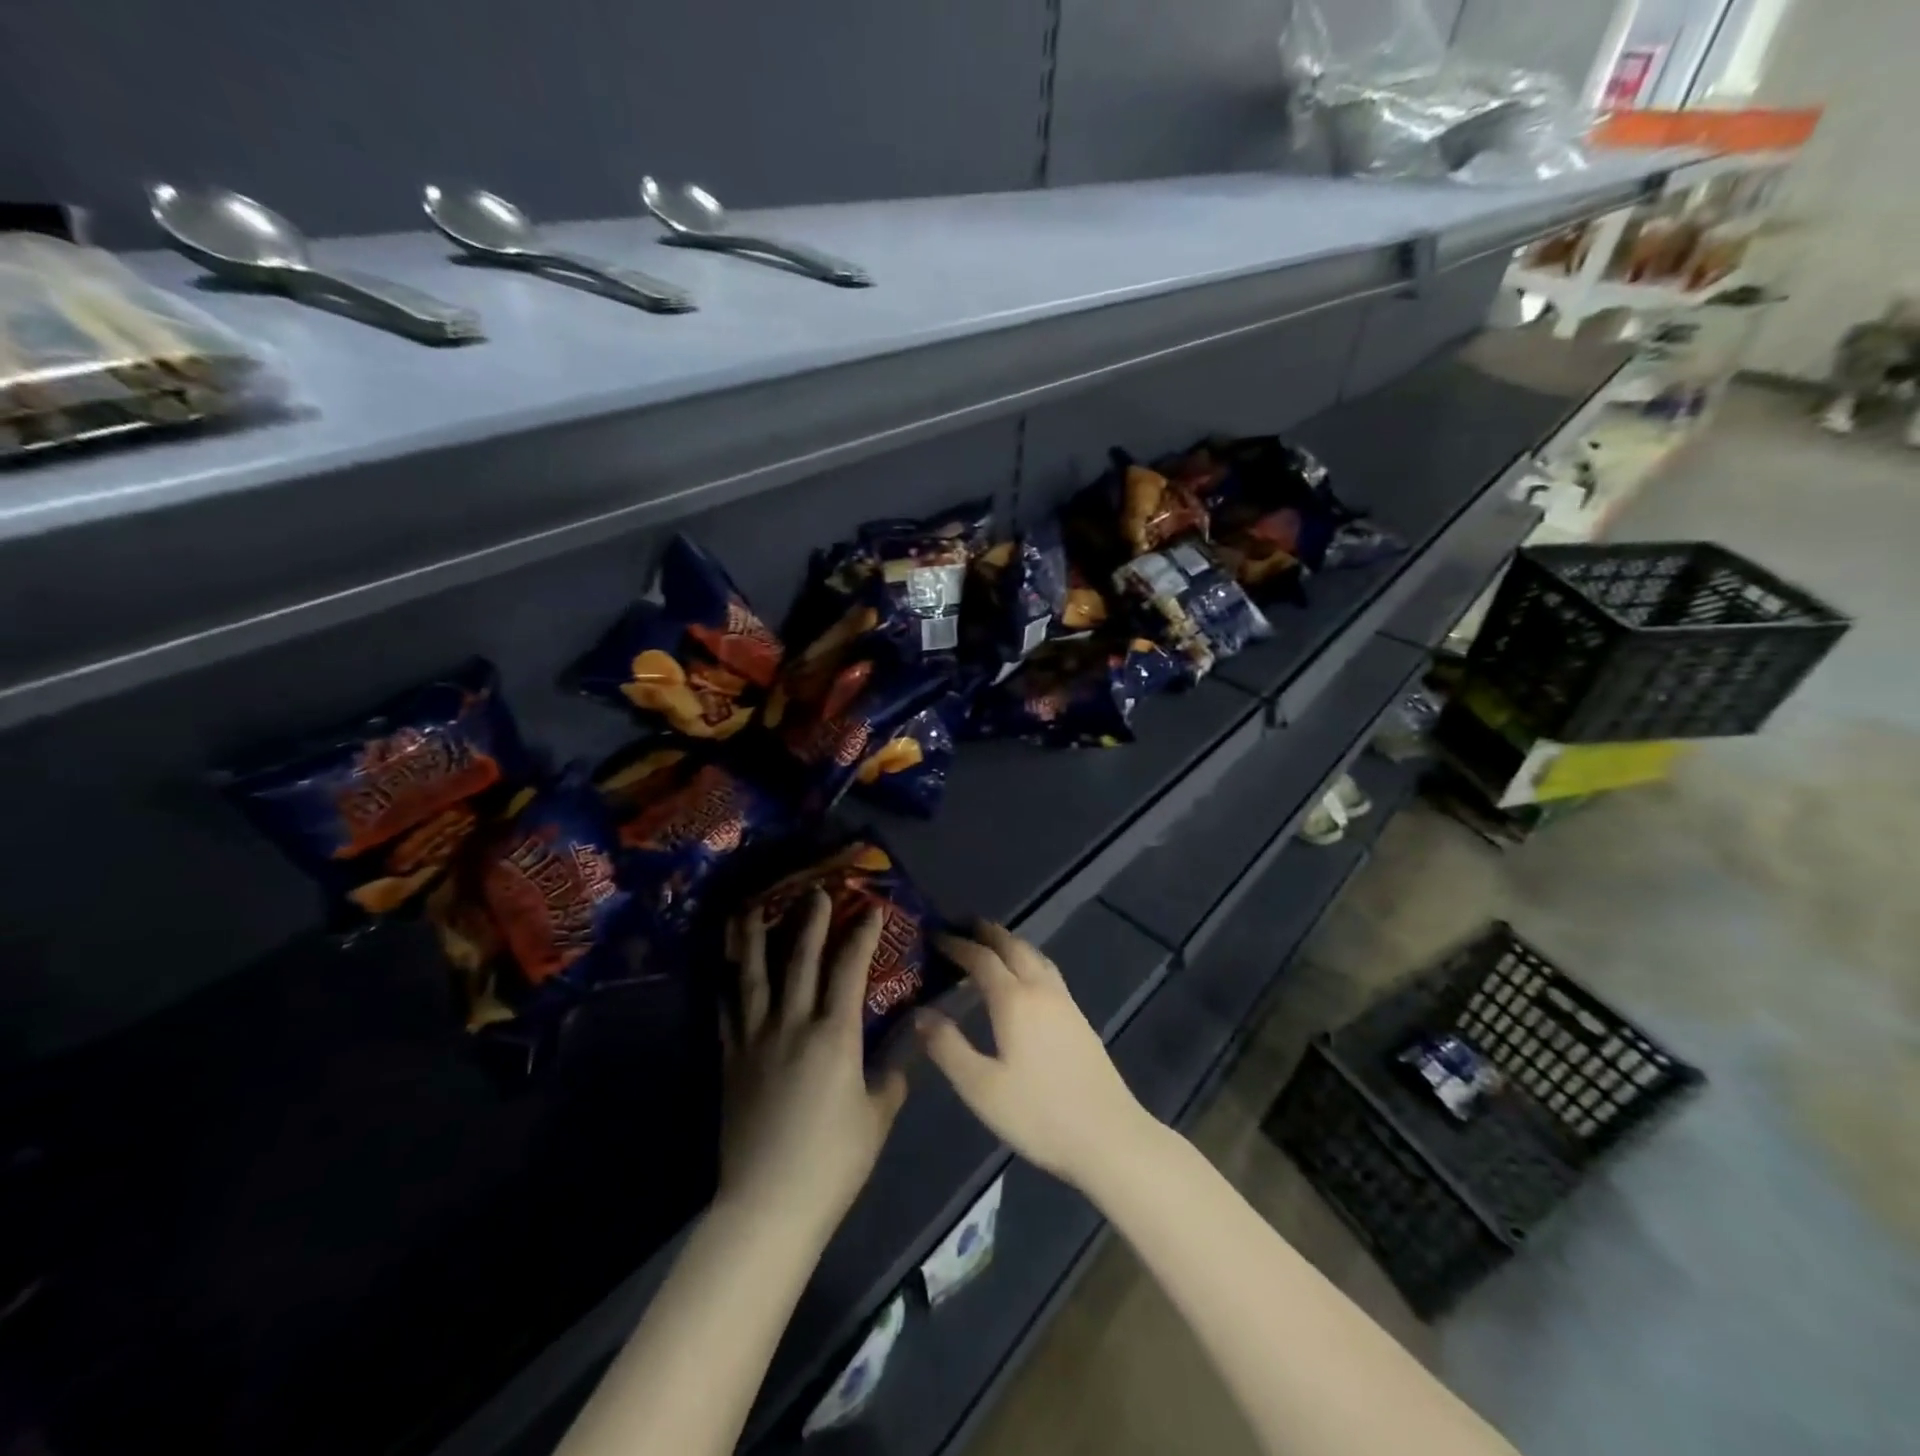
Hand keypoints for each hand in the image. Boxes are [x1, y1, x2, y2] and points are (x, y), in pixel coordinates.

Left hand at [718, 891, 908, 1240]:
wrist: (768, 1204)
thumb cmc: (833, 1161)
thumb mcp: (877, 1116)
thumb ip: (891, 1076)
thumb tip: (900, 1049)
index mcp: (835, 1035)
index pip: (850, 970)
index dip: (862, 936)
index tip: (870, 910)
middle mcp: (793, 1024)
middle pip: (800, 960)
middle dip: (810, 921)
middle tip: (815, 892)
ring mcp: (755, 1040)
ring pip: (752, 976)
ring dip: (752, 938)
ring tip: (750, 908)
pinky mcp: (730, 1060)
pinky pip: (727, 1012)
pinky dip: (727, 986)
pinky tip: (725, 970)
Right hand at [916, 922, 1156, 1189]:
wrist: (1109, 1136)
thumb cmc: (1039, 1114)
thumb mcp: (981, 1088)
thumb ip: (947, 1047)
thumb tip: (920, 1014)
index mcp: (1014, 1000)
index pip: (981, 959)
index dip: (957, 944)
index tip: (935, 936)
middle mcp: (1041, 989)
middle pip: (1013, 946)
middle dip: (986, 932)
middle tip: (962, 926)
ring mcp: (1065, 1002)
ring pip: (1034, 955)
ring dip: (1010, 943)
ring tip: (990, 944)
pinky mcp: (1079, 1018)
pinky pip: (1047, 971)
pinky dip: (1027, 960)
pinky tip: (1023, 979)